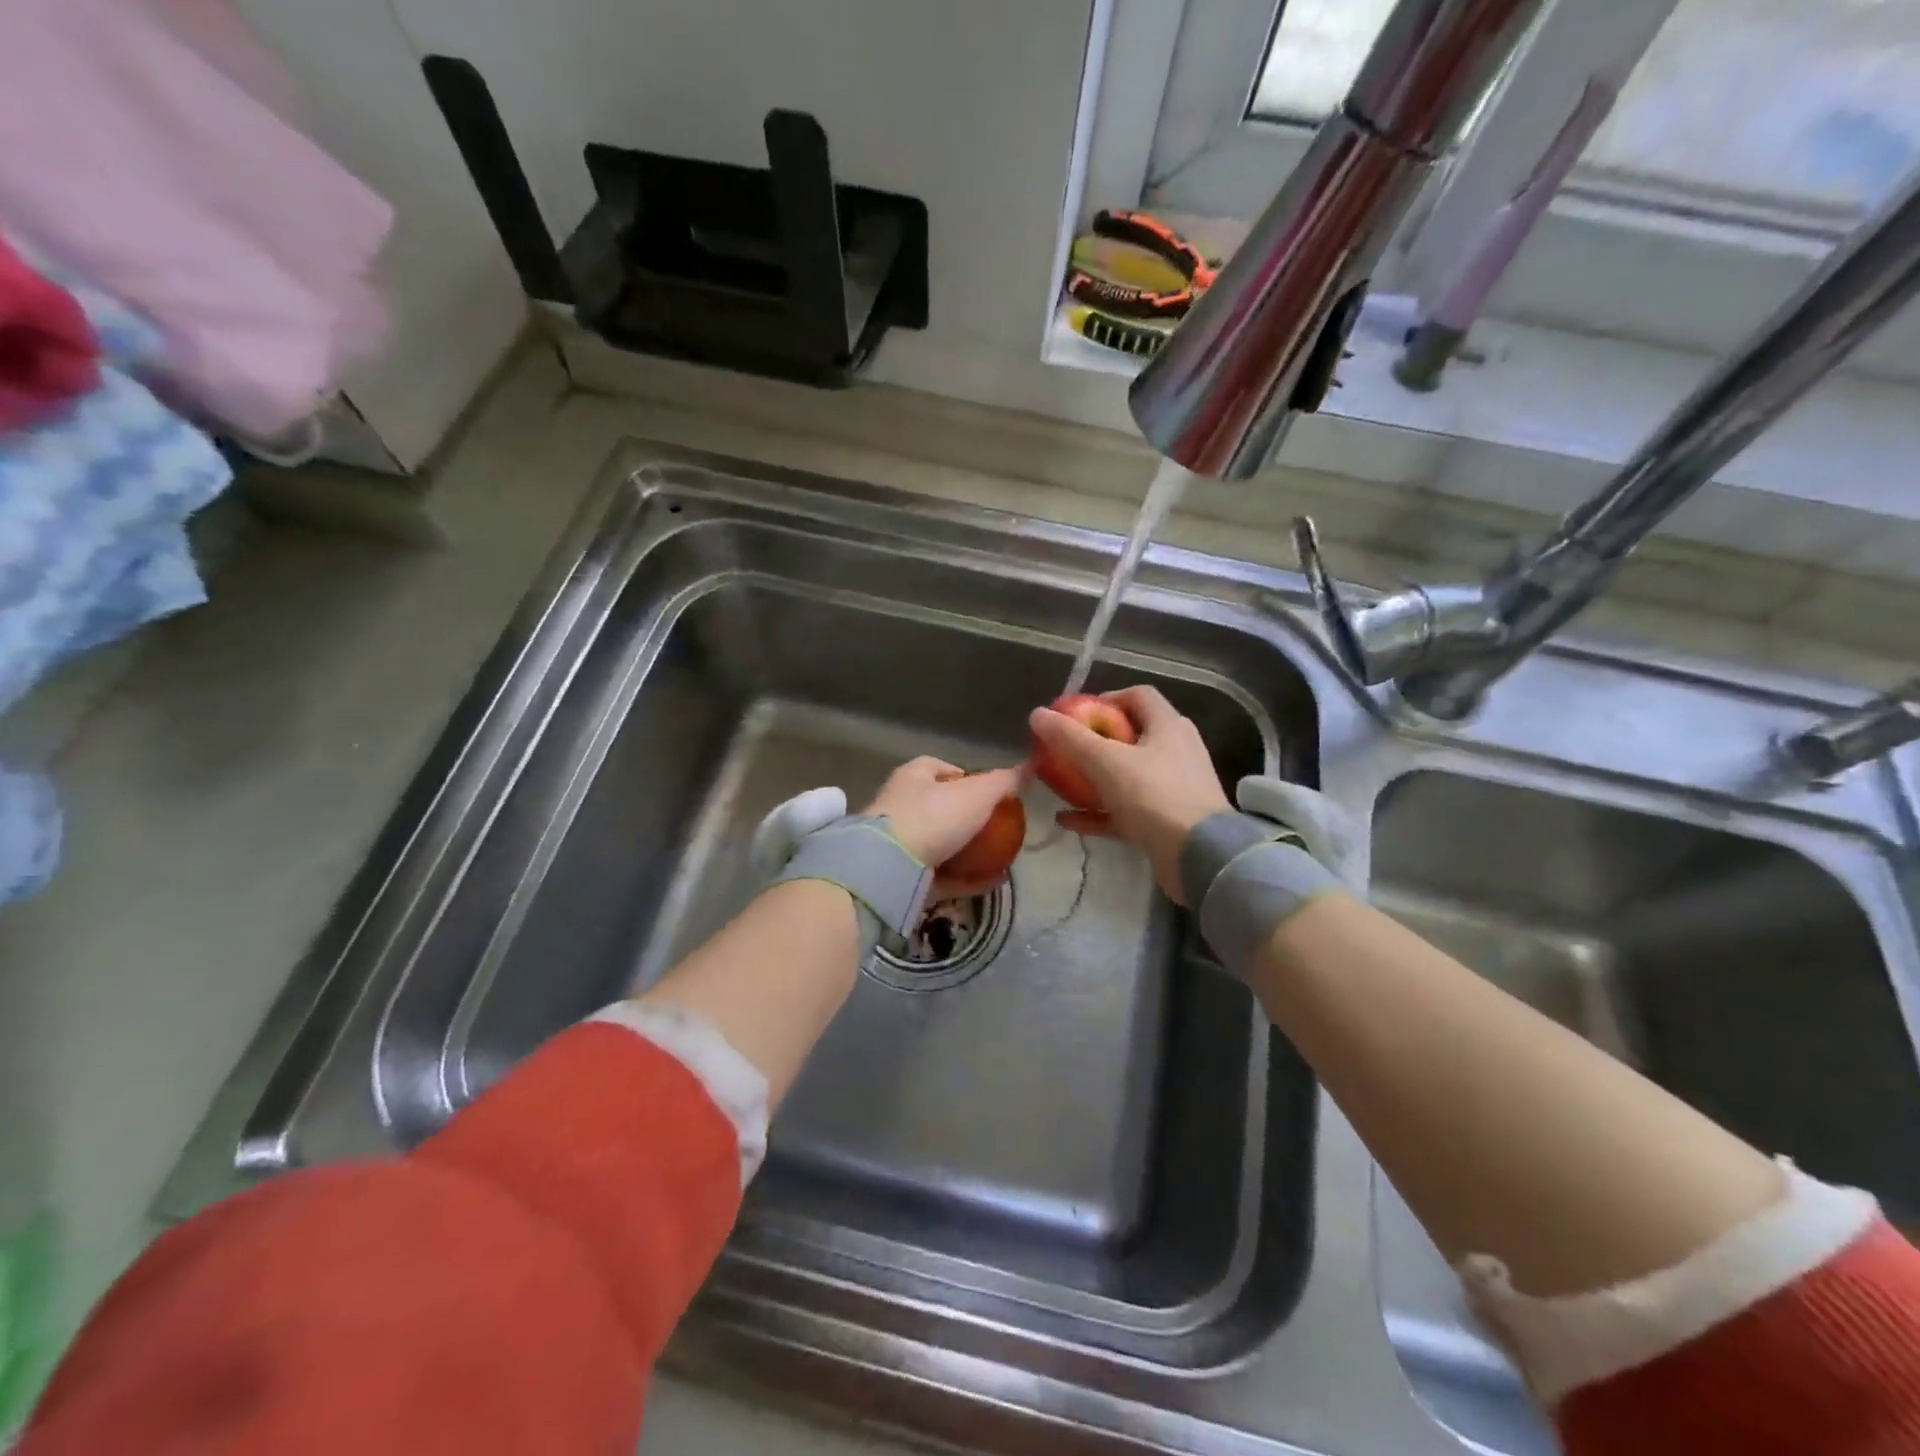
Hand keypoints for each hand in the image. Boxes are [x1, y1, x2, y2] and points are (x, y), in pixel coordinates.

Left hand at [864, 757, 1024, 898]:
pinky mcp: (901, 875)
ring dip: (968, 852)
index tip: (992, 795)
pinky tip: (991, 882)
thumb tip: (1027, 769)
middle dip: (968, 819)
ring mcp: (898, 843)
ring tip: (1000, 858)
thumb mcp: (977, 794)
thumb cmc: (934, 817)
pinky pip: (940, 875)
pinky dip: (965, 878)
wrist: (890, 868)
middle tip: (998, 830)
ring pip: (940, 844)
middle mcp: (901, 805)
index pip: (943, 769)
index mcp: (913, 776)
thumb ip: (1003, 782)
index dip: (968, 778)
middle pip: (941, 808)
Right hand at [1029, 686, 1229, 903]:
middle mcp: (1176, 750)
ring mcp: (1174, 787)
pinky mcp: (1168, 821)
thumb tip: (1036, 714)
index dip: (1105, 699)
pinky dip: (1100, 812)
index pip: (1137, 696)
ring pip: (1127, 775)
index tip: (1076, 715)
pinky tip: (1069, 820)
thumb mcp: (1106, 762)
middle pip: (1130, 736)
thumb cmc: (1154, 797)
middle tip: (1064, 751)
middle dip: (1094, 743)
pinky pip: (1127, 809)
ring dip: (1094, 779)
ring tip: (1062, 785)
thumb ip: (1069, 738)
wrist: (1199, 857)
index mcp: (1168, 726)